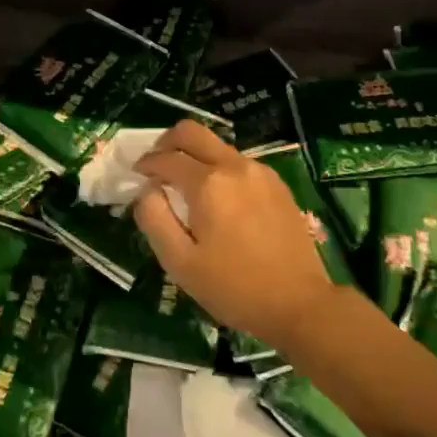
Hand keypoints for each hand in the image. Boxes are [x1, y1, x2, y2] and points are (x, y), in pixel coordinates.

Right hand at [133, 121, 338, 355]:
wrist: (300, 304)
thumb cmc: (234, 288)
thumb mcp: (181, 263)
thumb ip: (154, 219)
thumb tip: (147, 190)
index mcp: (208, 184)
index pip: (166, 158)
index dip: (146, 164)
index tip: (136, 176)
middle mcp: (234, 166)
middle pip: (192, 132)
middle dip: (167, 143)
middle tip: (157, 166)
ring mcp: (260, 172)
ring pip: (217, 146)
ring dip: (195, 157)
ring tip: (187, 189)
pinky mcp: (277, 184)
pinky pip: (238, 163)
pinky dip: (219, 170)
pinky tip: (220, 201)